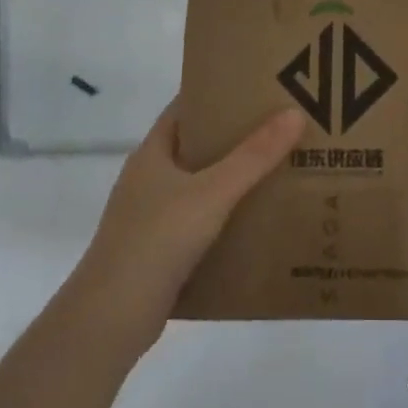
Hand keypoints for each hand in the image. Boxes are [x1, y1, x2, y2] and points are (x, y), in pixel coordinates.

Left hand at [70, 103, 303, 351]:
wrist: (113, 316)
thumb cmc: (158, 239)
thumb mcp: (213, 192)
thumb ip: (254, 156)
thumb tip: (294, 114)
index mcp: (151, 154)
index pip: (183, 110)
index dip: (216, 97)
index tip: (256, 91)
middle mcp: (147, 180)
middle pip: (194, 148)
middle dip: (233, 140)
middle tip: (278, 131)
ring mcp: (149, 217)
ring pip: (197, 188)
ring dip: (231, 181)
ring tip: (277, 173)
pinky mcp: (158, 251)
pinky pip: (197, 223)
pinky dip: (223, 218)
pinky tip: (254, 223)